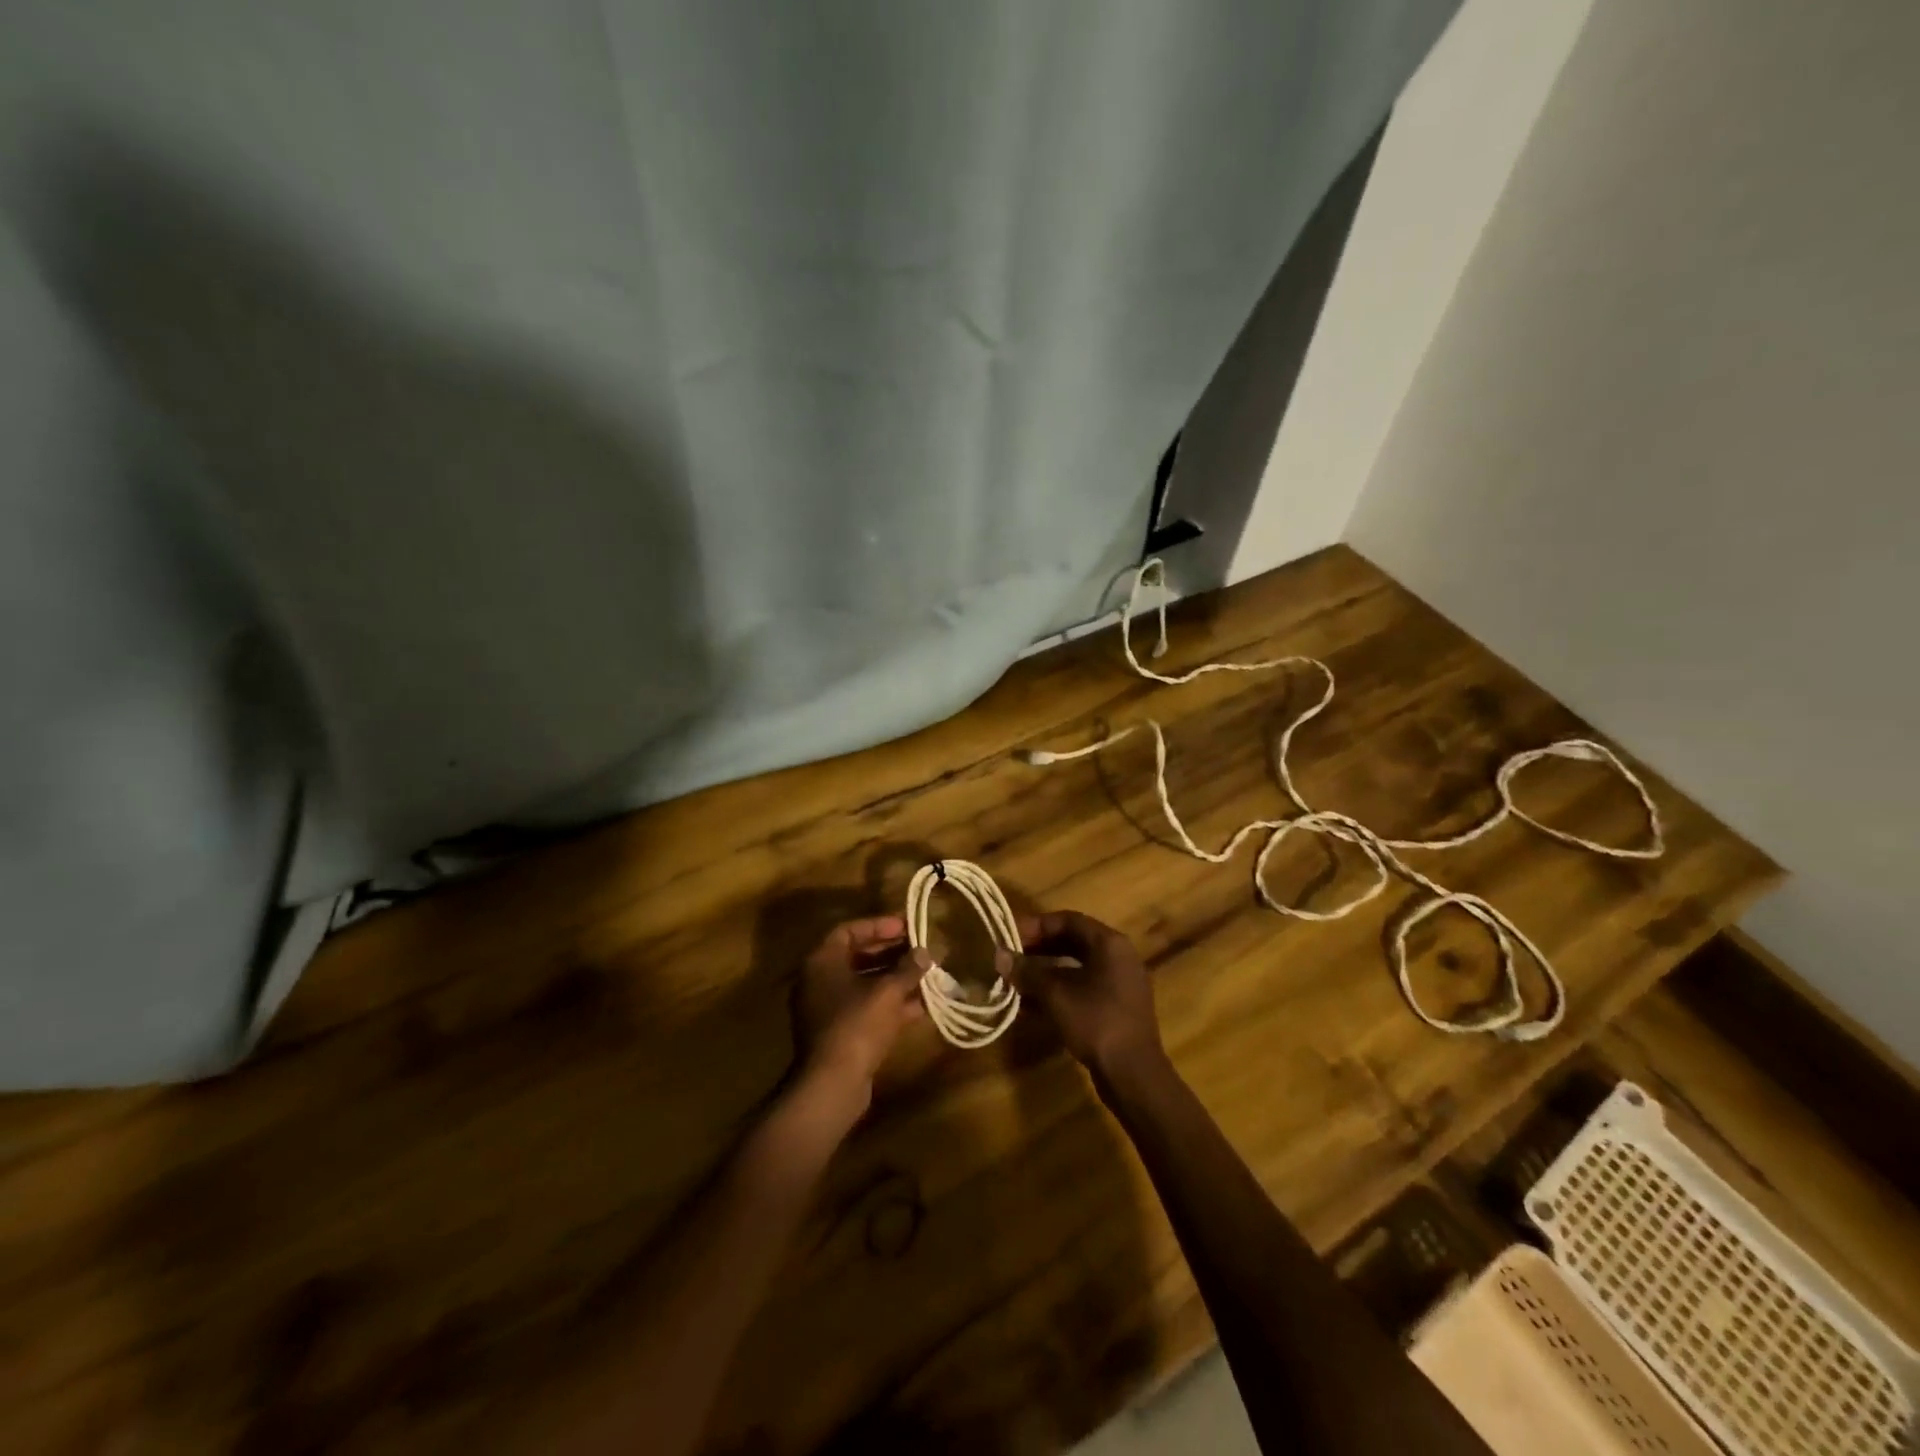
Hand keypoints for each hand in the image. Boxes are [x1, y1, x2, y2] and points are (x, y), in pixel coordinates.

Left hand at [791, 915, 926, 1120]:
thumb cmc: (857, 1024)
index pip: (849, 930)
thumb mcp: (888, 991)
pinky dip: (890, 1004)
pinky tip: (921, 1005)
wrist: (833, 1084)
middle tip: (920, 949)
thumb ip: (907, 968)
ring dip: (895, 979)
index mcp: (822, 961)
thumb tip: (924, 953)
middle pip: (858, 956)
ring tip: (926, 974)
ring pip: (865, 985)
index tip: (906, 926)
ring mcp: (828, 1009)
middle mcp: (820, 981)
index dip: (879, 925)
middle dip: (891, 953)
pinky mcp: (839, 1034)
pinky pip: (867, 1009)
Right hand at [1008, 911, 1164, 1083]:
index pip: (1068, 920)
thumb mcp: (1056, 994)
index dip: (1036, 925)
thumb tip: (999, 955)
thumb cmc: (1095, 1022)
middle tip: (1011, 956)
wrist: (1133, 1074)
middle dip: (1039, 947)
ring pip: (1077, 966)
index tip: (1010, 935)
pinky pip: (1084, 987)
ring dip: (1046, 971)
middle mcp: (1119, 956)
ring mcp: (1120, 983)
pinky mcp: (1117, 1007)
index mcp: (1109, 943)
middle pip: (1073, 941)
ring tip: (1017, 980)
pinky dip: (1059, 990)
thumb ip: (1027, 972)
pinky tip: (1033, 1004)